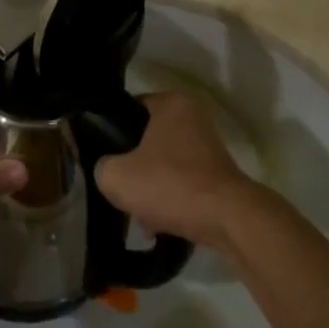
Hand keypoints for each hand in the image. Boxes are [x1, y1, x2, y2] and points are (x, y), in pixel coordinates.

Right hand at [92, 92, 257, 250]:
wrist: (226, 219)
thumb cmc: (170, 184)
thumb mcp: (117, 176)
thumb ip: (101, 166)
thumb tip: (107, 169)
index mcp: (170, 102)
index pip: (129, 110)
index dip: (111, 134)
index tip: (103, 158)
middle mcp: (193, 116)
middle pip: (147, 140)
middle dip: (133, 168)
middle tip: (120, 189)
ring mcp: (209, 145)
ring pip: (164, 164)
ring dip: (151, 188)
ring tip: (140, 217)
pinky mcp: (218, 173)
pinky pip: (183, 181)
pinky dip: (171, 199)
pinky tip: (159, 225)